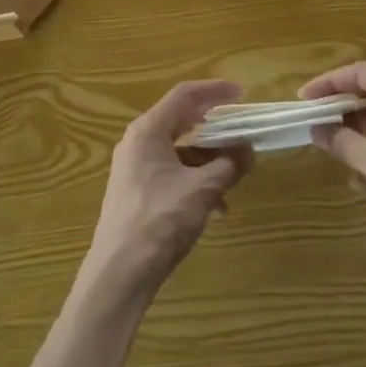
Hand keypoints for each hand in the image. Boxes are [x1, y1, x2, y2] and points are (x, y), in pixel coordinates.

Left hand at [82, 80, 253, 302]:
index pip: (185, 94)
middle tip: (240, 129)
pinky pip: (171, 174)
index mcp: (149, 130)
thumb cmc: (159, 221)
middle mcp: (139, 141)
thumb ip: (227, 165)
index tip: (240, 93)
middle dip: (214, 128)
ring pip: (179, 151)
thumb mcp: (201, 190)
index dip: (214, 90)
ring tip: (235, 177)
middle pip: (181, 121)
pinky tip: (217, 208)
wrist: (118, 276)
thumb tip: (247, 150)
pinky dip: (195, 181)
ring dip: (208, 160)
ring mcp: (135, 168)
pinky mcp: (136, 193)